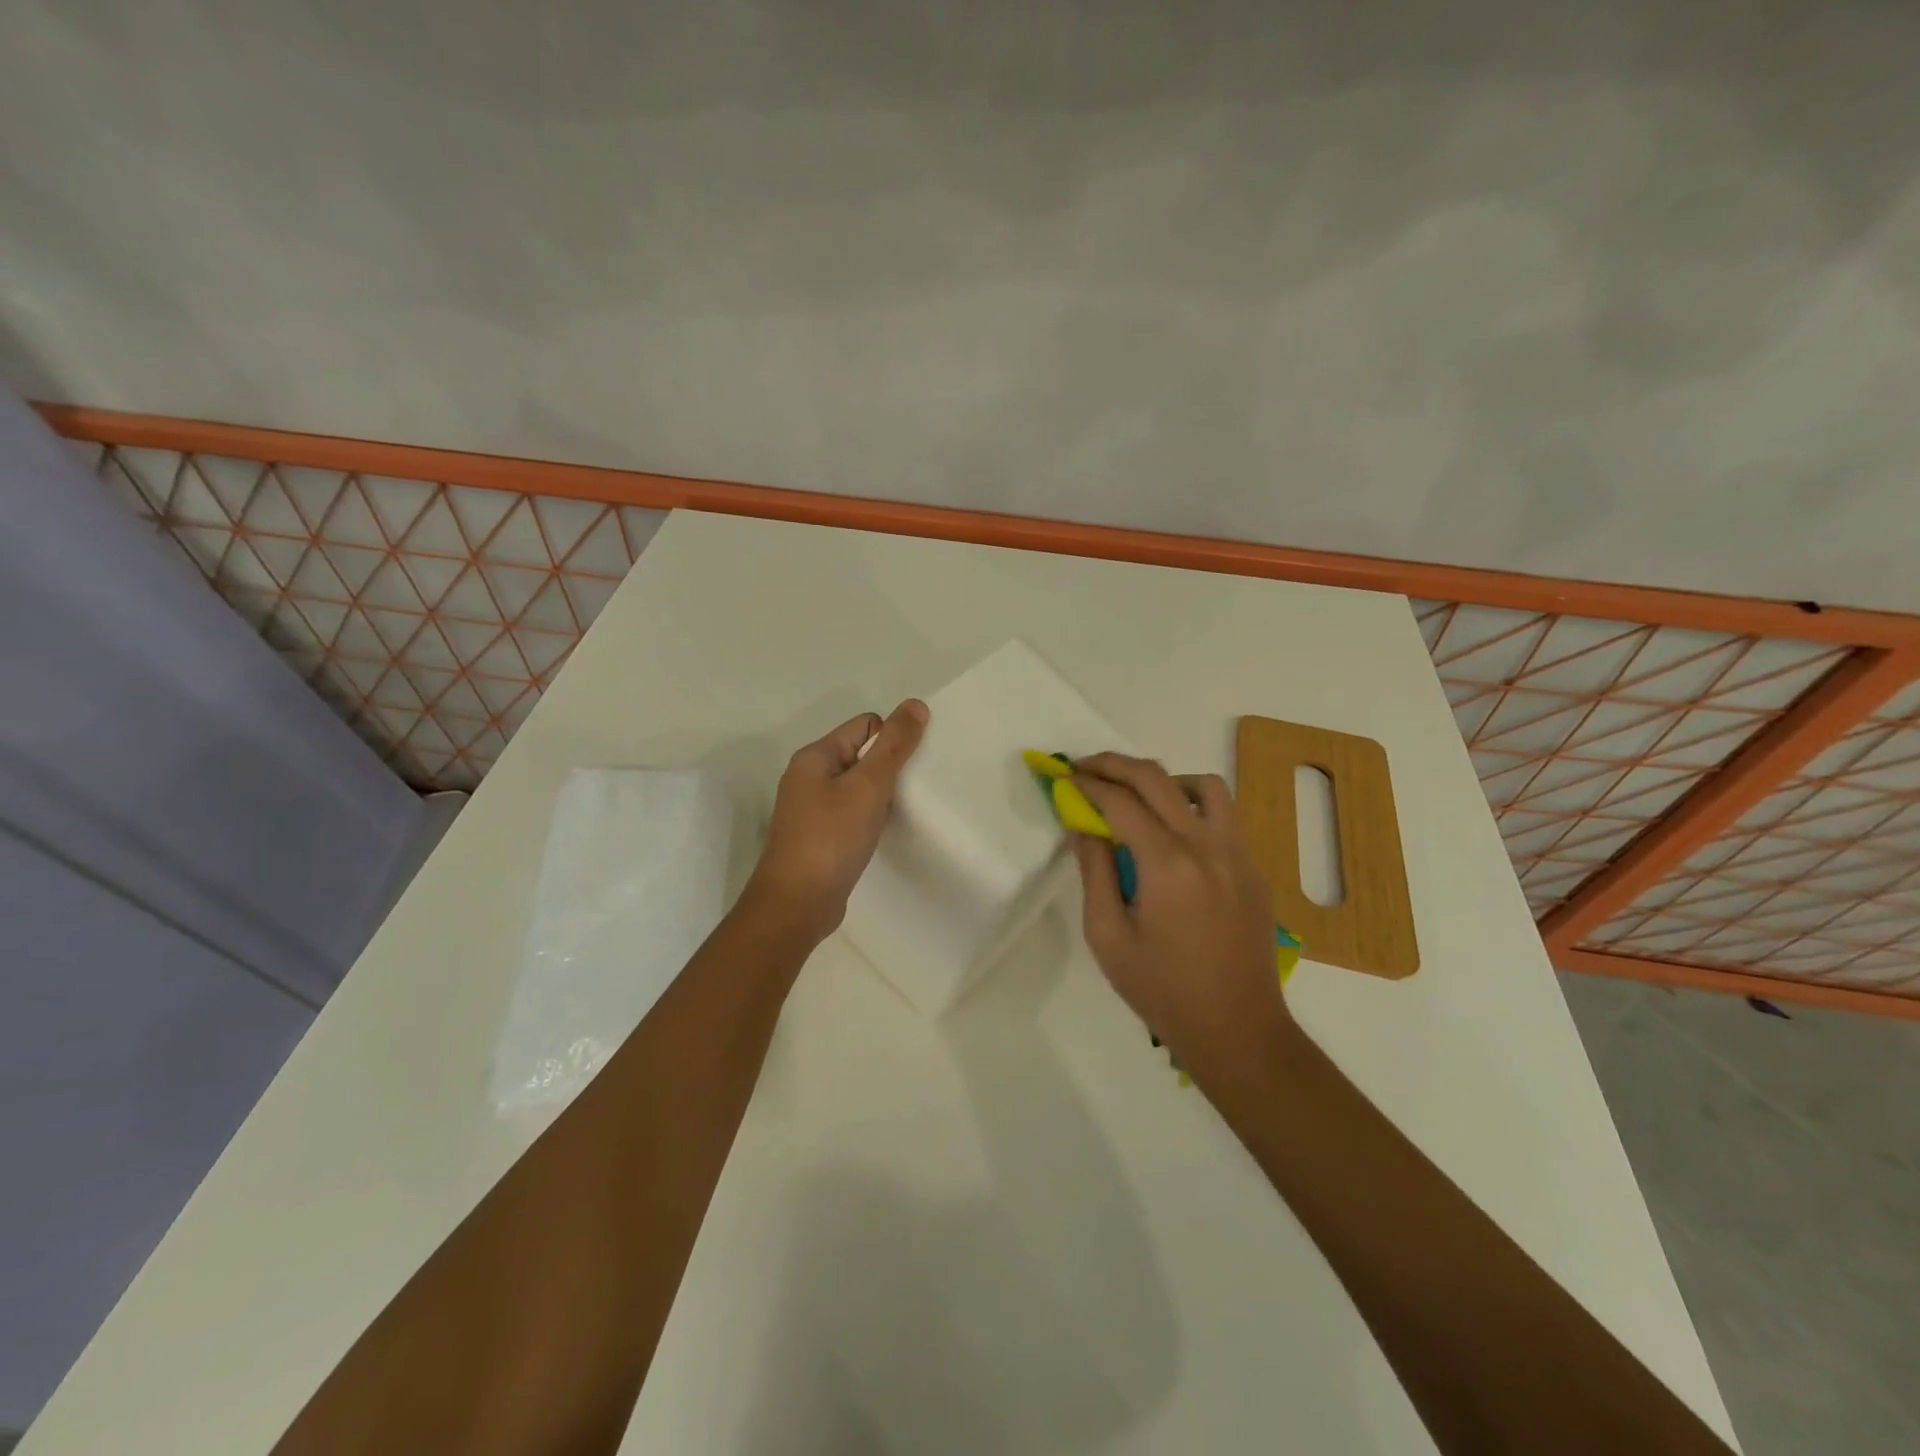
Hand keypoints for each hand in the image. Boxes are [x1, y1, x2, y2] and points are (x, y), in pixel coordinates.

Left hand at [744, 699, 929, 941]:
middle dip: (889, 767)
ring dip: (880, 795)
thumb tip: (915, 704)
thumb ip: (894, 745)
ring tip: (898, 813)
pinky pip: (851, 813)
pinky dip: (869, 818)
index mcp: (815, 757)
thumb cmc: (831, 838)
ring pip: (857, 787)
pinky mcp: (818, 837)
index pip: (864, 725)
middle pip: (861, 754)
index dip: (892, 739)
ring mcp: (811, 809)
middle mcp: (808, 777)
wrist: (797, 904)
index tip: (911, 767)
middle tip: (912, 790)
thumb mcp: (868, 786)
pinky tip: (881, 833)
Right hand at [1068, 753, 1292, 1087]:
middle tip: (1085, 768)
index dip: (1087, 785)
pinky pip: (1223, 814)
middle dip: (1114, 765)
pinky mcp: (1253, 867)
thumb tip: (1084, 826)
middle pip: (1158, 779)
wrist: (1239, 1029)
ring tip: (1135, 797)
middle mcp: (1207, 845)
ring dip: (1162, 779)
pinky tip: (1171, 833)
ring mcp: (1237, 853)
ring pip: (1203, 785)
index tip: (1063, 778)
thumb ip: (1094, 873)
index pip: (1120, 802)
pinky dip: (1191, 804)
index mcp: (1168, 864)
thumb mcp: (1108, 937)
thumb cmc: (1163, 991)